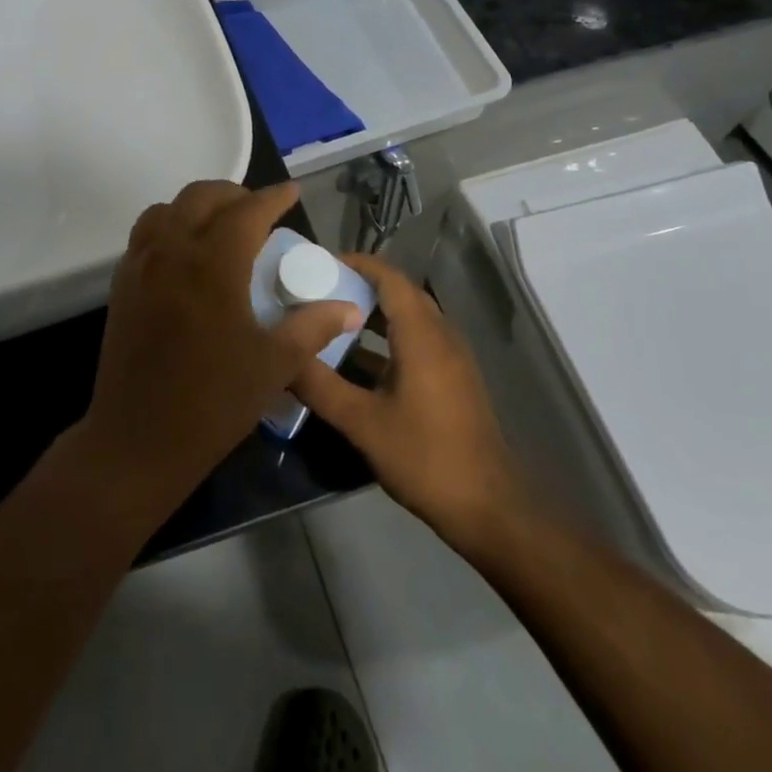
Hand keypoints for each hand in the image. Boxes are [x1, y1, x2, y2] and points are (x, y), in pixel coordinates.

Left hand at [78, 181, 361, 516]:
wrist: (138, 440)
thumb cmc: (213, 402)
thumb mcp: (273, 365)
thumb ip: (312, 327)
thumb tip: (349, 308)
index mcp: (212, 264)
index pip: (246, 211)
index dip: (272, 197)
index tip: (292, 192)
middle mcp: (172, 251)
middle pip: (201, 196)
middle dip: (234, 194)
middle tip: (259, 212)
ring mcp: (140, 264)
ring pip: (167, 209)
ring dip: (197, 206)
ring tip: (221, 227)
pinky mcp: (122, 283)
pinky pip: (145, 234)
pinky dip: (170, 226)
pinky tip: (186, 254)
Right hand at [292, 254, 527, 552]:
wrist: (489, 508)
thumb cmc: (425, 456)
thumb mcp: (362, 422)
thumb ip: (319, 385)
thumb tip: (281, 357)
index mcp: (422, 334)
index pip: (388, 277)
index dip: (355, 263)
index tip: (318, 263)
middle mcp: (440, 335)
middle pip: (398, 293)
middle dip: (358, 286)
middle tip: (316, 290)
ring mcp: (451, 358)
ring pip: (408, 319)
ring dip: (372, 314)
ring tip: (329, 320)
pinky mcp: (452, 380)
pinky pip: (416, 342)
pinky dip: (386, 339)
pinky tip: (356, 363)